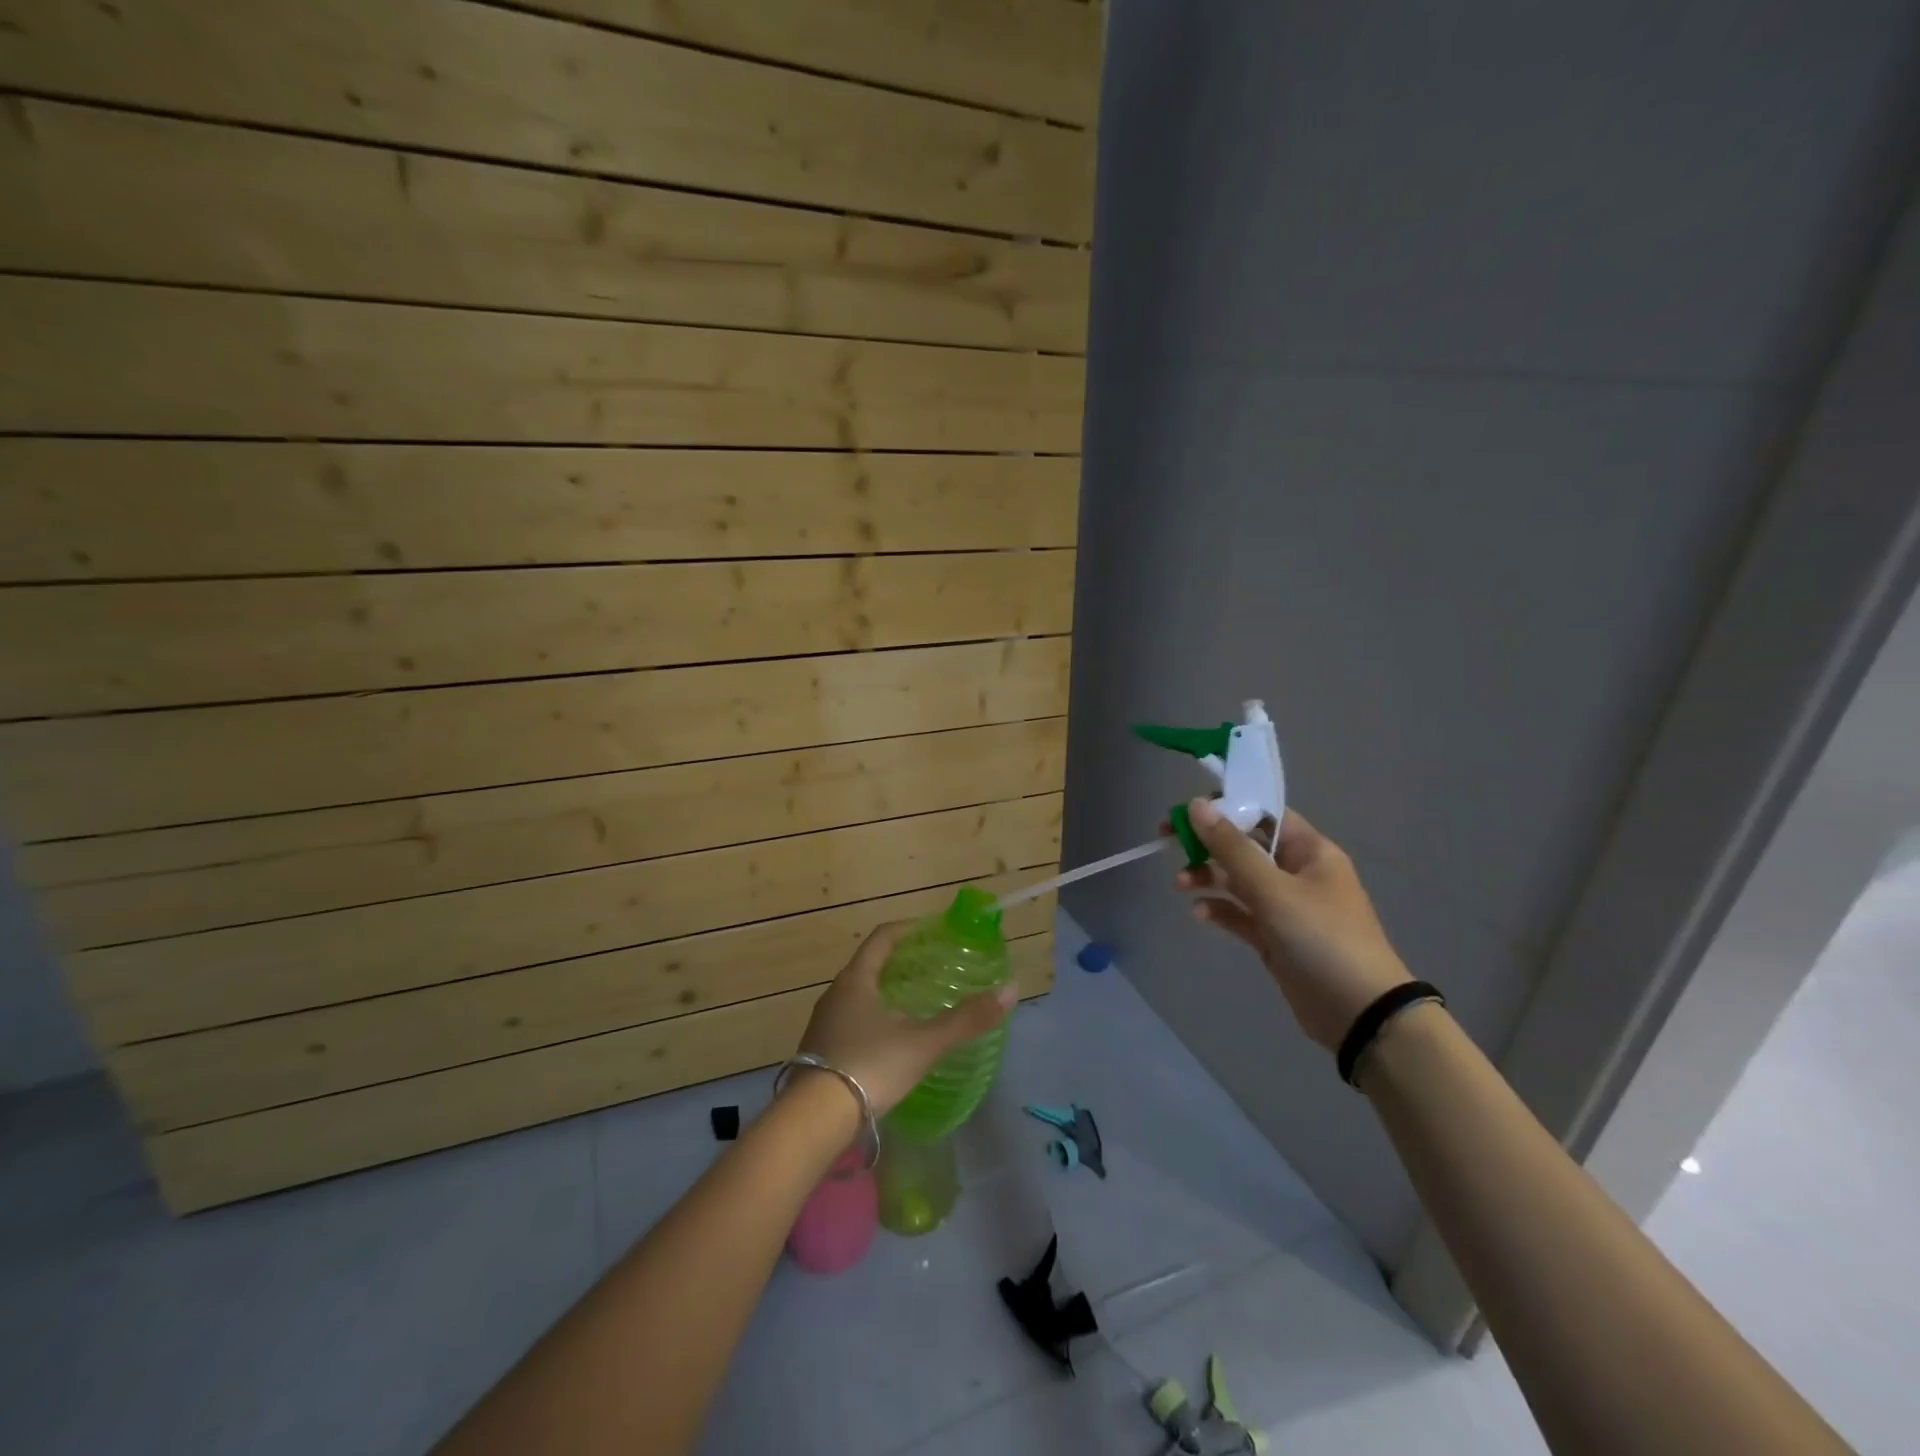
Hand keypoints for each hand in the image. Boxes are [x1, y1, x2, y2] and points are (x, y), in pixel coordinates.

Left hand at [794, 921, 1016, 1116]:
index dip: (909, 929)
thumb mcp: (923, 1044)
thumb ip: (965, 1020)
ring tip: (916, 1003)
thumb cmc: (870, 1067)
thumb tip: (1010, 990)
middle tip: (932, 967)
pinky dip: (873, 1017)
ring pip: (858, 995)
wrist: (813, 1121)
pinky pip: (850, 1020)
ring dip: (886, 992)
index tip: (933, 930)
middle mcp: (835, 994)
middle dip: (900, 962)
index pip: (882, 937)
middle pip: (870, 965)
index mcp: (856, 980)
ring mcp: (823, 1023)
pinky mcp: (820, 1051)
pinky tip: (891, 1040)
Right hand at [1176, 798, 1410, 1050]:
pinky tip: (1201, 913)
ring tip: (1180, 885)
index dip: (1225, 808)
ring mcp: (1287, 906)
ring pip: (1238, 880)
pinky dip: (1220, 910)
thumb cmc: (1321, 938)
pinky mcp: (1276, 937)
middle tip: (1168, 842)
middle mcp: (1298, 872)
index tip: (1187, 813)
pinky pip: (1241, 913)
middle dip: (1207, 844)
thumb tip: (1197, 805)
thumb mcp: (1273, 890)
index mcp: (1309, 851)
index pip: (1262, 814)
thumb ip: (1231, 848)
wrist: (1360, 1013)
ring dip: (1208, 877)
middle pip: (1245, 846)